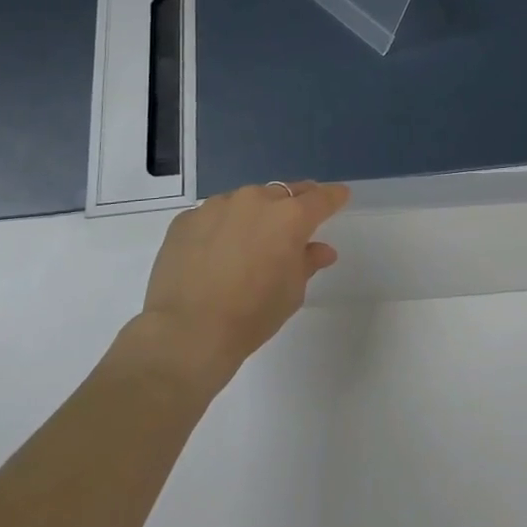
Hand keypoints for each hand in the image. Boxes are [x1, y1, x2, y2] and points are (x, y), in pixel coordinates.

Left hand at [139, 181, 349, 390]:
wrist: (187, 332)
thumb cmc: (251, 315)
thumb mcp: (291, 293)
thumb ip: (307, 262)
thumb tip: (320, 249)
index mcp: (289, 217)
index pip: (320, 198)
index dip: (333, 197)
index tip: (340, 196)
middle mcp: (255, 200)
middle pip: (282, 194)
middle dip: (291, 206)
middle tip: (293, 223)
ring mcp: (217, 206)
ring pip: (244, 202)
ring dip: (252, 216)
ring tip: (247, 244)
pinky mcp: (186, 219)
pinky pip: (212, 217)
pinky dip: (219, 229)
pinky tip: (213, 254)